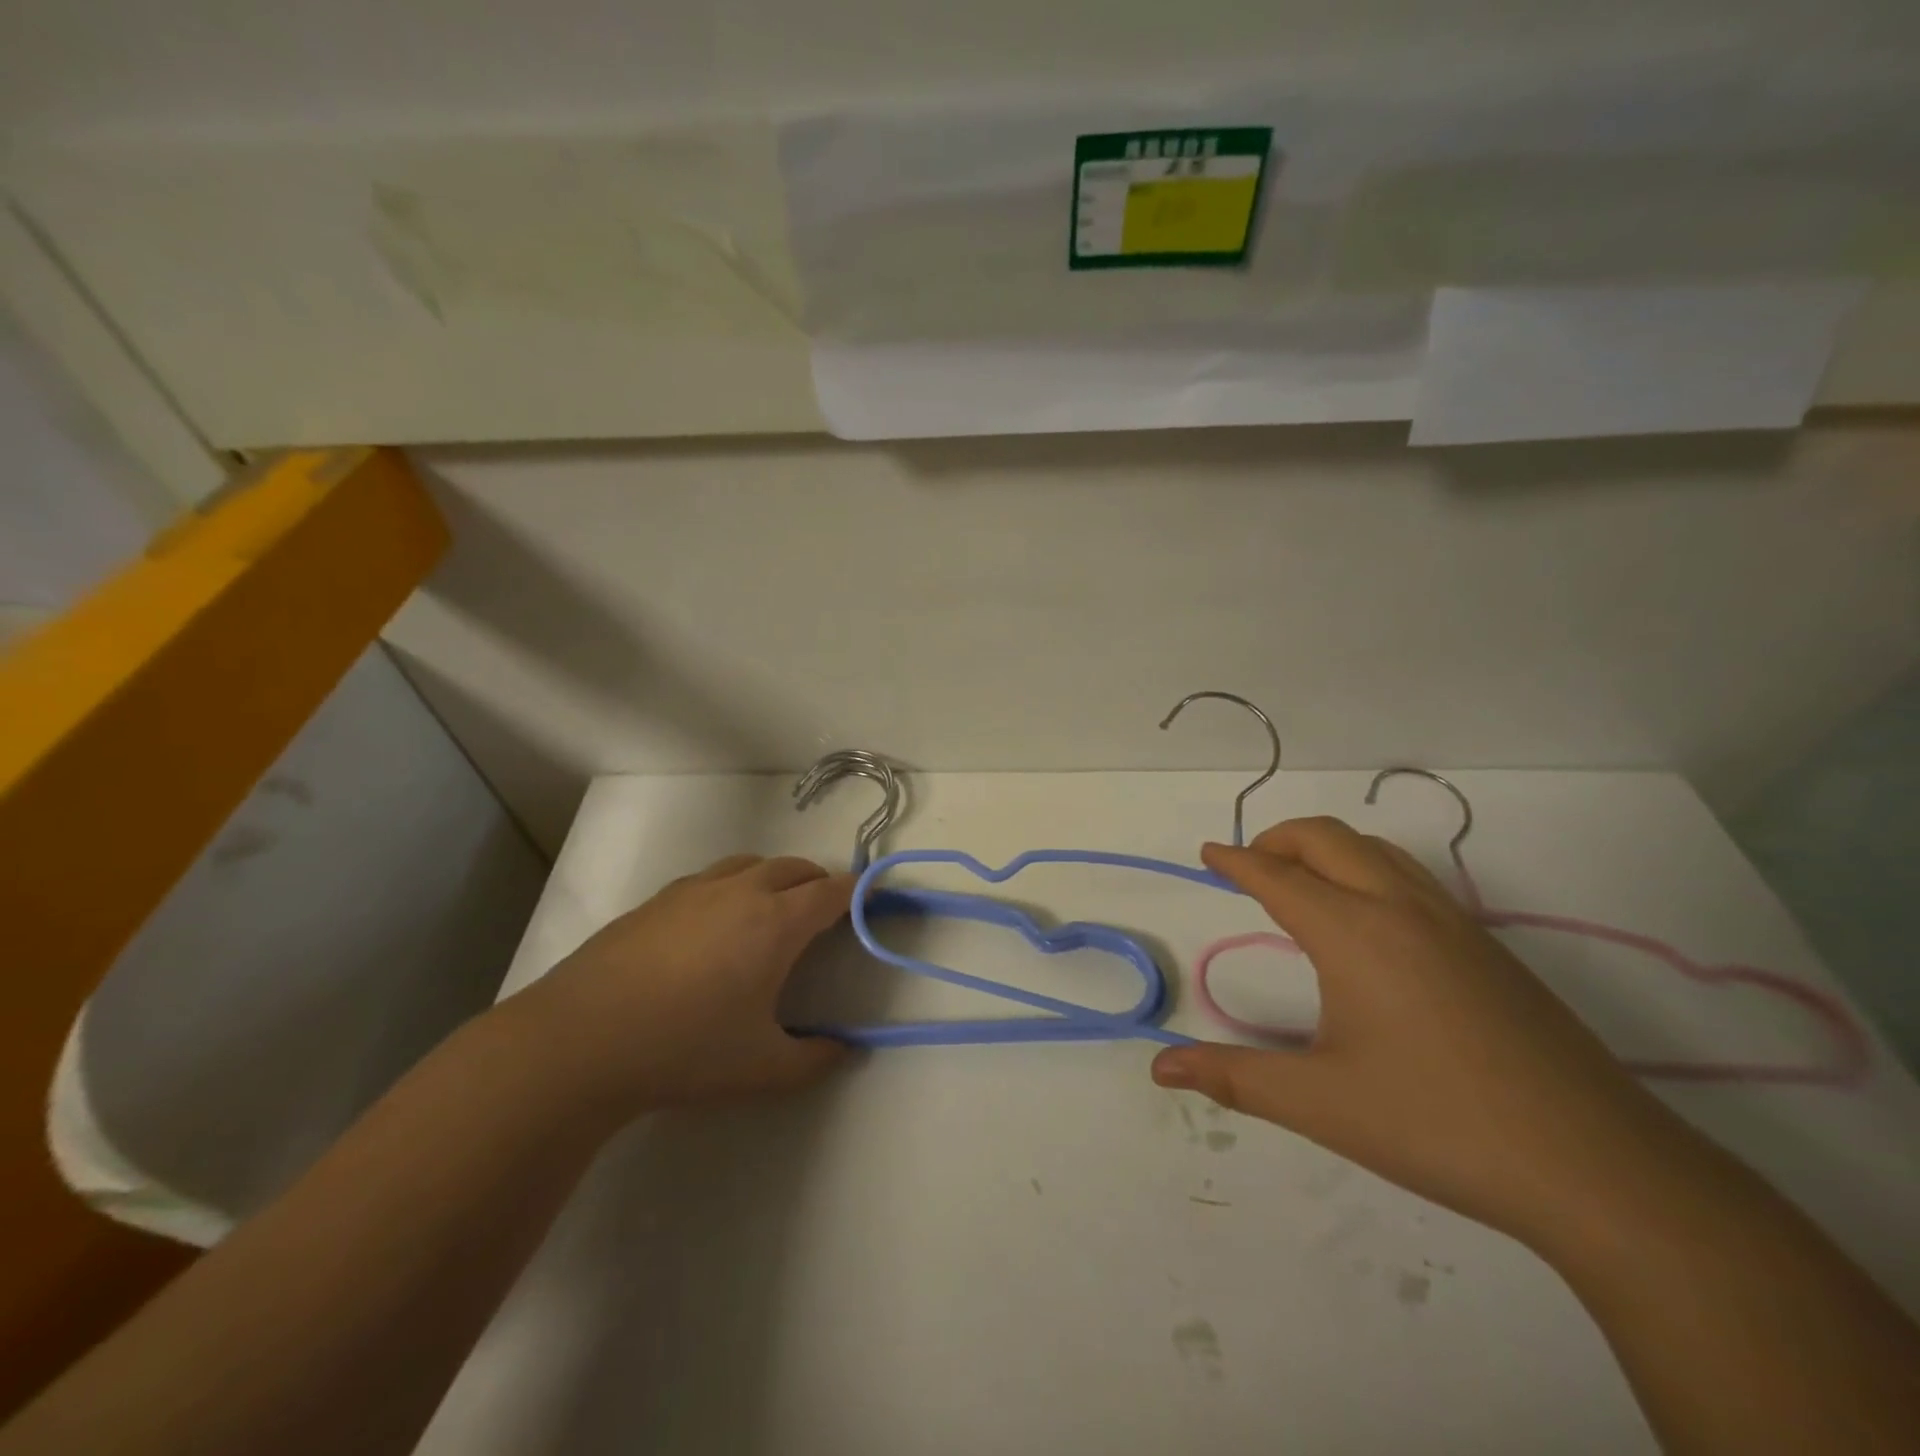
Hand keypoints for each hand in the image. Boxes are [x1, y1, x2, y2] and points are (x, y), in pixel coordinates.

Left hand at [511, 854, 853, 1116]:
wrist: (581, 1040)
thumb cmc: (685, 1049)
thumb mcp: (763, 1069)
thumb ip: (815, 1059)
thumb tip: (844, 1049)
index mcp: (776, 922)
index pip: (832, 892)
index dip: (858, 893)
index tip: (872, 900)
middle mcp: (741, 891)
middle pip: (795, 867)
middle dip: (819, 883)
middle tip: (824, 913)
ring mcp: (695, 890)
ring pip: (751, 864)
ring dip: (774, 878)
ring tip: (771, 912)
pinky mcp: (658, 899)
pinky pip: (711, 878)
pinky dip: (732, 887)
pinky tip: (714, 925)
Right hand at [1152, 818, 1702, 1246]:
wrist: (1600, 1170)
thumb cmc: (1439, 1124)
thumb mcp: (1321, 1102)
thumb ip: (1234, 1076)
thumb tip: (1161, 1068)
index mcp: (1354, 932)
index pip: (1277, 876)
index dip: (1235, 861)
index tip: (1208, 853)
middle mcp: (1401, 909)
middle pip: (1327, 839)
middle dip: (1279, 840)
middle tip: (1247, 865)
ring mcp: (1454, 924)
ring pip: (1377, 850)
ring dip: (1328, 848)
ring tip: (1302, 881)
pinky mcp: (1490, 950)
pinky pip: (1412, 878)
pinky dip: (1368, 869)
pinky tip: (1370, 922)